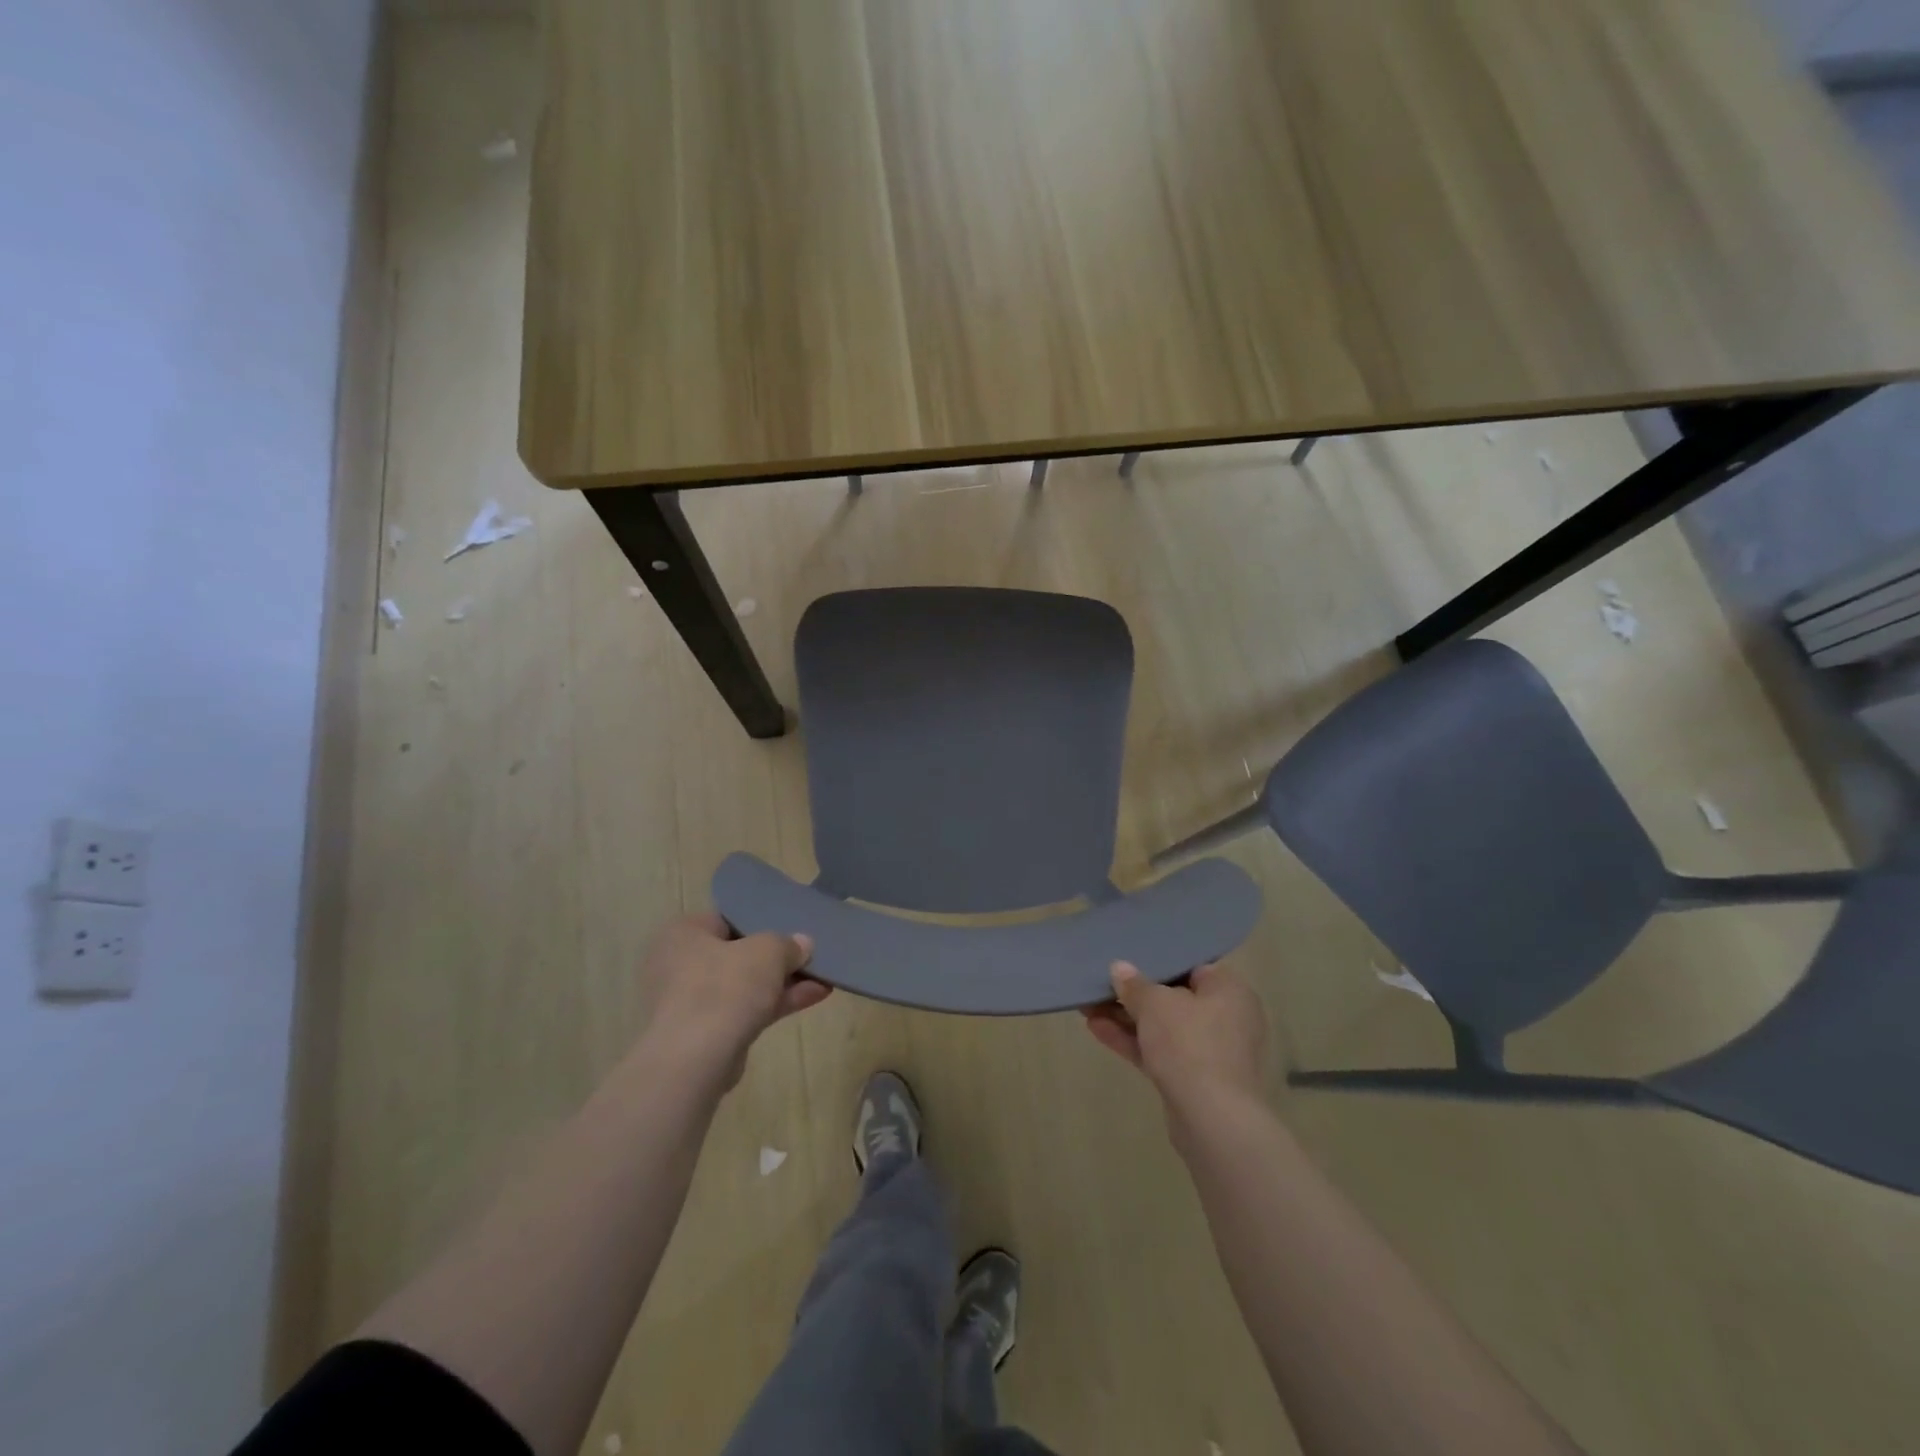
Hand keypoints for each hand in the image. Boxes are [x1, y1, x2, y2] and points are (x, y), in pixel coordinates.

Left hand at [639, 912, 830, 1088]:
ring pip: (745, 985)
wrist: (694, 1060)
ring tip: (822, 976)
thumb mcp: (767, 952)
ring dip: (783, 982)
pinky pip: (745, 1010)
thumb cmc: (724, 987)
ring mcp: (690, 1002)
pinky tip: (814, 996)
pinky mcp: (704, 1034)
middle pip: (738, 954)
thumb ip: (787, 944)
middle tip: (809, 954)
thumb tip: (802, 944)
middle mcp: (679, 964)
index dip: (761, 921)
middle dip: (777, 957)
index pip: (726, 919)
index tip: (791, 927)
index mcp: (683, 933)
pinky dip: (775, 1004)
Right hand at [1082, 961, 1267, 1113]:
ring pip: (1163, 1027)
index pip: (1192, 966)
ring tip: (1087, 1005)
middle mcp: (1227, 1018)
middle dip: (1134, 994)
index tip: (1127, 958)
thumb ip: (1135, 984)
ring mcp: (1211, 1052)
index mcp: (1229, 990)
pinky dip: (1133, 1041)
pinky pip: (1160, 1052)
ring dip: (1127, 1018)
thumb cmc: (1190, 1044)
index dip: (1157, 961)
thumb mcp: (1155, 1004)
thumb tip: (1120, 968)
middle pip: (1174, 998)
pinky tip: (1095, 1029)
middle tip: (1101, 983)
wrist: (1212, 1120)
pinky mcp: (1195, 1080)